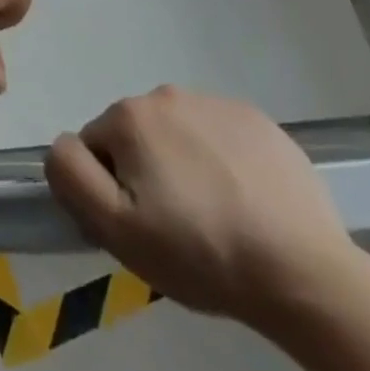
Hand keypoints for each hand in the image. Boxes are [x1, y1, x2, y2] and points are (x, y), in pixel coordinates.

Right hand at [45, 87, 361, 328]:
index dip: (110, 189)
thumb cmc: (201, 253)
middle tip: (178, 227)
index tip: (142, 226)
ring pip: (178, 136)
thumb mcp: (115, 228)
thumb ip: (70, 174)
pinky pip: (219, 137)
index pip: (96, 148)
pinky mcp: (260, 121)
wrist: (306, 275)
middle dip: (146, 173)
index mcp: (129, 116)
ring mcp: (217, 103)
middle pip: (136, 137)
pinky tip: (246, 203)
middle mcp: (167, 94)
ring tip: (216, 218)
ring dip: (183, 166)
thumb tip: (62, 145)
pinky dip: (222, 163)